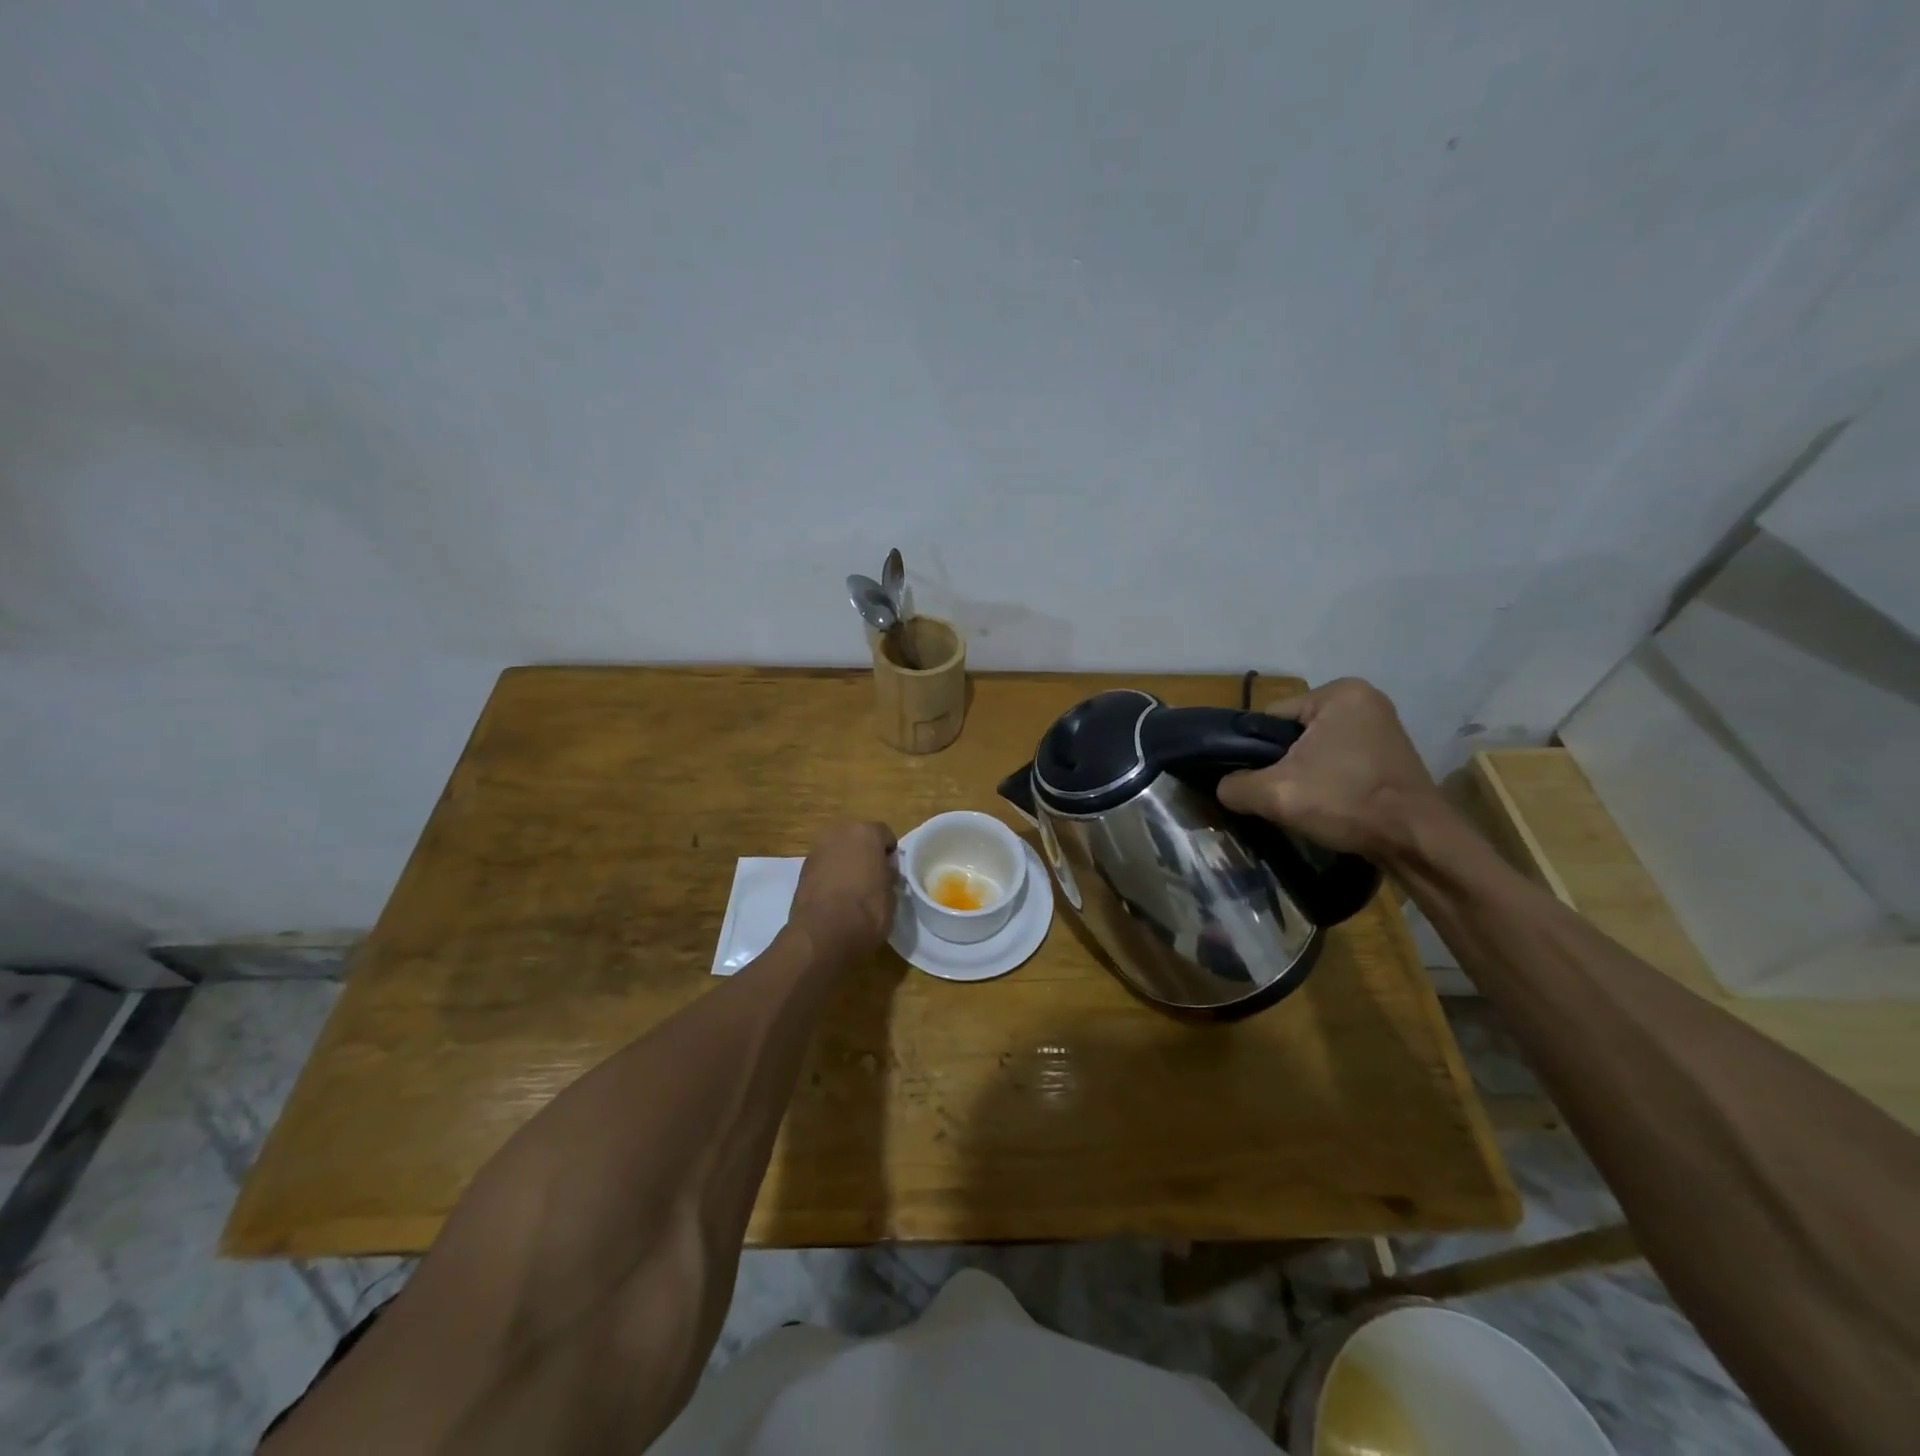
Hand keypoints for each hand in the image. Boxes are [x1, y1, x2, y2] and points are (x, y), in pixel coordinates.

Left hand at [789, 820, 897, 959]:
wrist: (824, 934)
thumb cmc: (867, 910)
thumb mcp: (891, 893)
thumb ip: (888, 874)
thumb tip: (884, 870)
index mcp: (866, 832)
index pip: (885, 834)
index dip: (889, 854)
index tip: (891, 873)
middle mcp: (839, 833)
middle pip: (857, 838)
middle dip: (864, 853)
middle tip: (872, 878)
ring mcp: (817, 850)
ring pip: (838, 851)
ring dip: (845, 863)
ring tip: (852, 890)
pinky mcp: (802, 869)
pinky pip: (823, 866)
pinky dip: (829, 875)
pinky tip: (834, 897)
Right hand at [1216, 678, 1442, 859]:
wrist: (1418, 841)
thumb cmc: (1347, 803)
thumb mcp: (1275, 794)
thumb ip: (1235, 785)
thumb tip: (1224, 787)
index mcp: (1338, 693)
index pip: (1270, 718)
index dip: (1255, 752)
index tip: (1257, 781)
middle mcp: (1363, 698)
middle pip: (1293, 733)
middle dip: (1282, 763)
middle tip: (1279, 794)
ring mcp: (1382, 725)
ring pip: (1316, 748)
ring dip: (1305, 772)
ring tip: (1303, 801)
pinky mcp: (1391, 752)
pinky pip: (1341, 758)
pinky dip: (1329, 778)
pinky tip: (1327, 801)